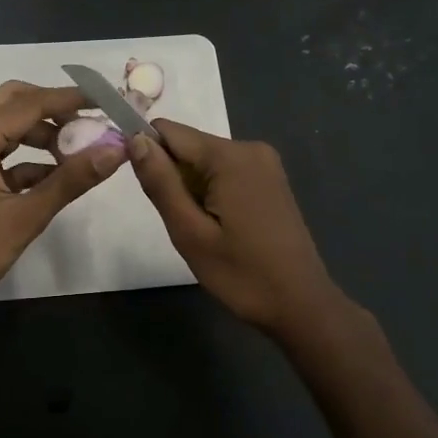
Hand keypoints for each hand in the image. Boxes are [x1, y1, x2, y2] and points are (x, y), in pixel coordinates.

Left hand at [0, 81, 125, 315]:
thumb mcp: (25, 216)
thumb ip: (70, 180)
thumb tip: (114, 151)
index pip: (29, 103)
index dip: (69, 99)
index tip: (104, 98)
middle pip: (13, 102)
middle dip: (52, 108)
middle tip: (87, 122)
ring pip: (6, 125)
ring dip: (40, 133)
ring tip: (77, 152)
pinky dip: (25, 157)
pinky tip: (54, 176)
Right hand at [129, 121, 341, 332]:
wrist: (302, 306)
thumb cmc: (242, 274)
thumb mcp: (190, 232)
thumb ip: (160, 182)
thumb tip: (135, 139)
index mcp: (230, 156)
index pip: (168, 131)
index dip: (147, 153)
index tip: (145, 190)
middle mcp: (250, 148)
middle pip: (188, 145)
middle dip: (173, 177)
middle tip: (182, 222)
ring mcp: (265, 163)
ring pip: (205, 160)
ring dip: (192, 187)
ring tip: (203, 229)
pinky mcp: (271, 179)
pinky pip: (225, 171)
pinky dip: (212, 192)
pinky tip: (221, 226)